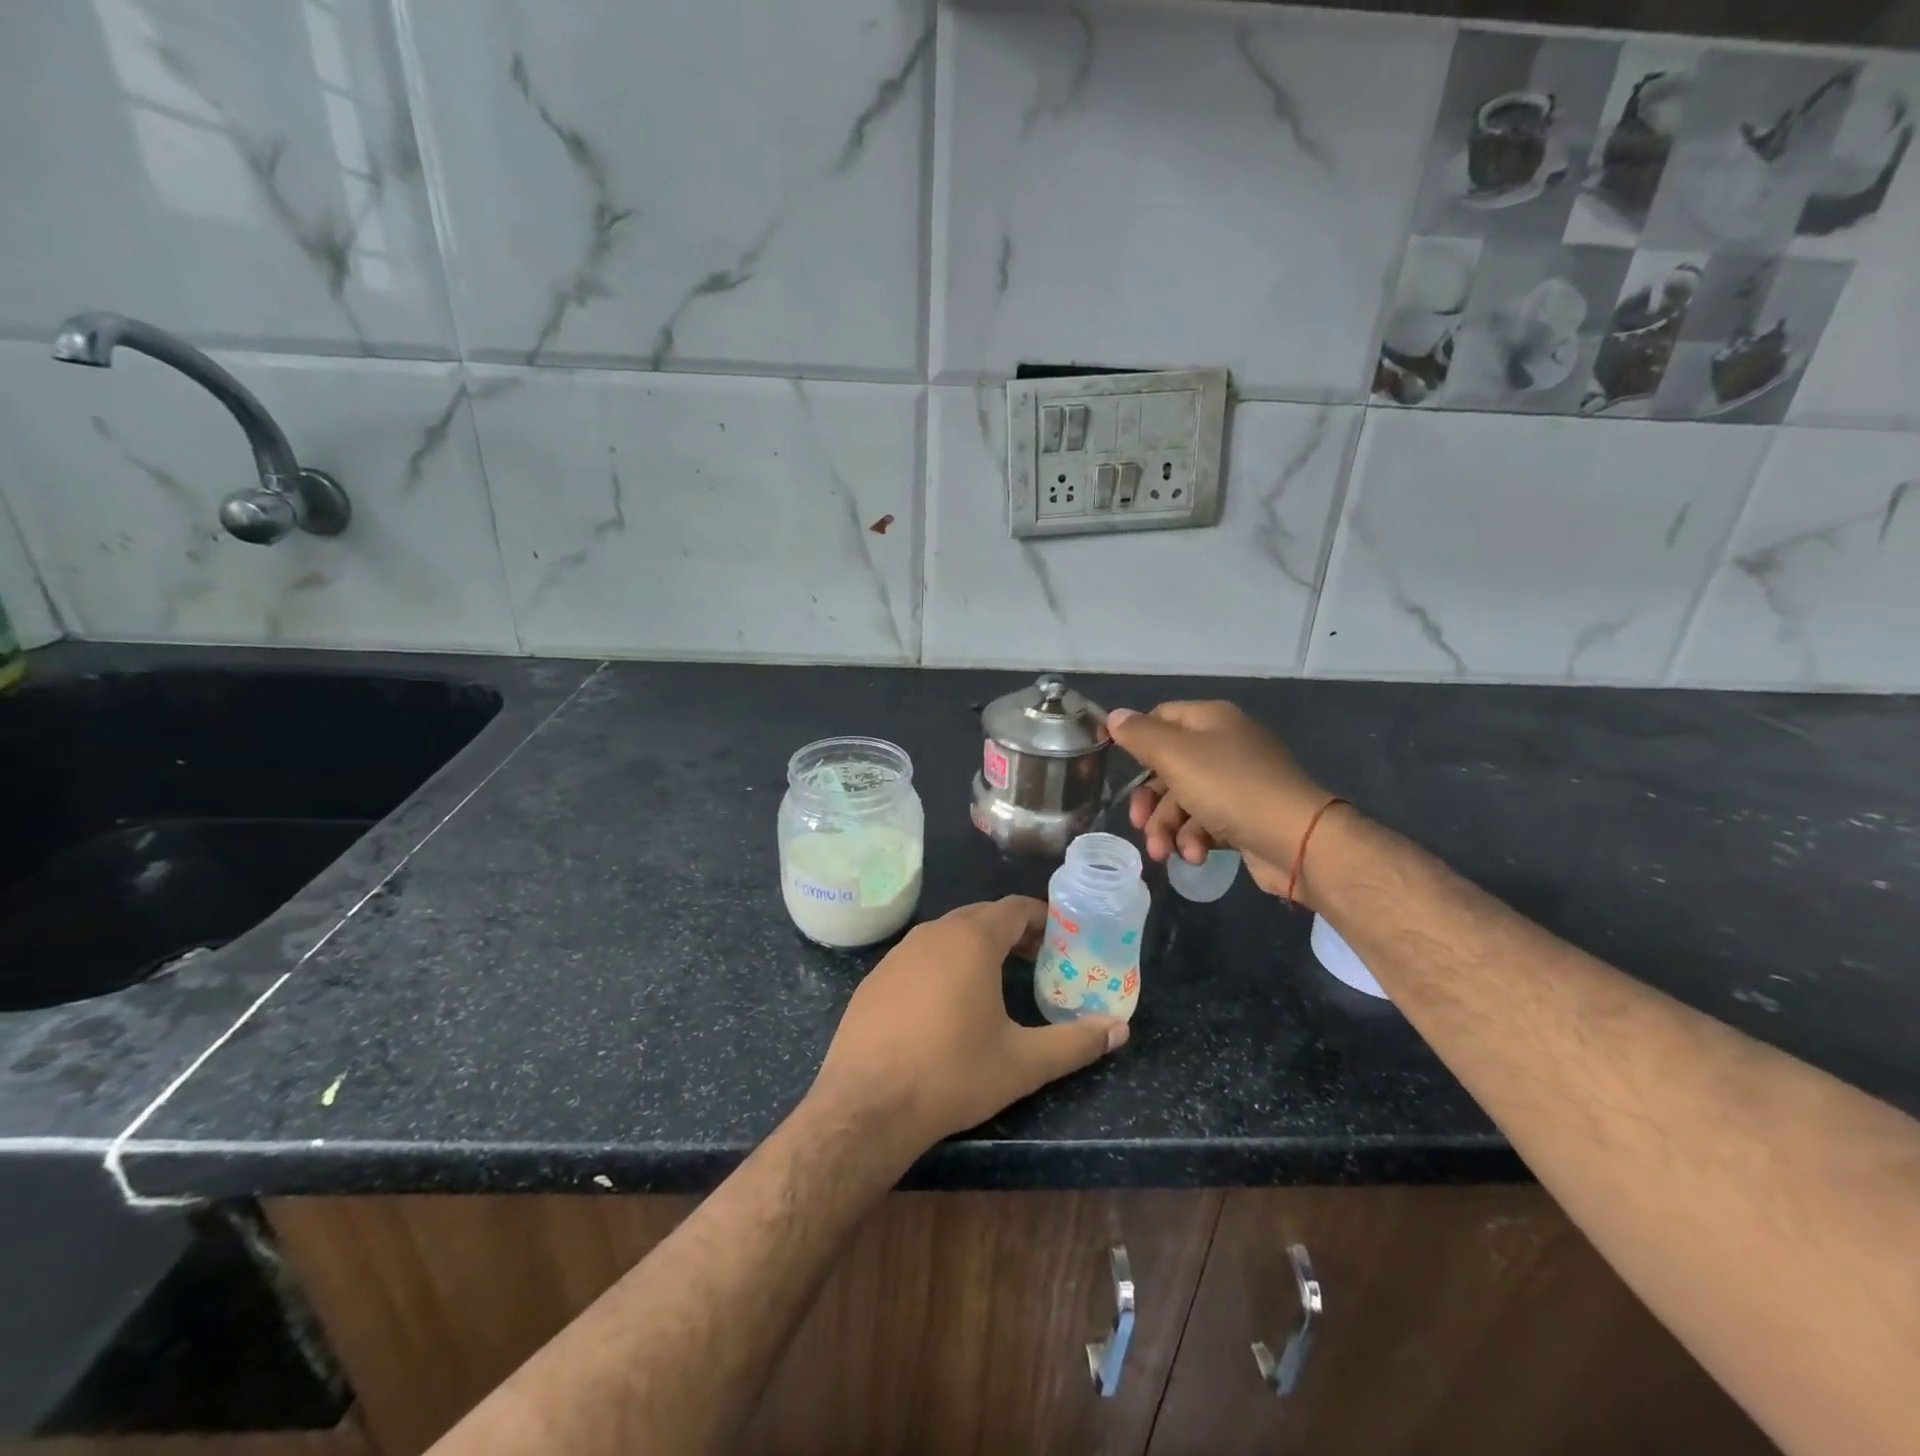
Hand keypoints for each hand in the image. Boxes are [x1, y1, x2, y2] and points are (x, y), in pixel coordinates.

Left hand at [809, 897, 1127, 1147]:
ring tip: (998, 978)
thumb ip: (1075, 1043)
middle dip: (1012, 932)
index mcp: (971, 940)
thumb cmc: (952, 1074)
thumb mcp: (1023, 1062)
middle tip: (1038, 959)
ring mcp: (898, 954)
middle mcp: (933, 934)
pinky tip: (948, 1003)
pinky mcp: (876, 978)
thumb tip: (1120, 1030)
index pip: (1014, 908)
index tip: (1061, 937)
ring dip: (977, 946)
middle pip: (981, 917)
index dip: (1041, 918)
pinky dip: (944, 964)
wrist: (866, 1105)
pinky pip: (920, 956)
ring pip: (948, 934)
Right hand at [1106, 701, 1336, 899]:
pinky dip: (1195, 839)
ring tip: (1166, 854)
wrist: (1297, 839)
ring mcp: (1237, 782)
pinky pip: (1207, 823)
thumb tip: (1115, 716)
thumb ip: (1140, 735)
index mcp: (1211, 720)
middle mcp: (1225, 745)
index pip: (1160, 718)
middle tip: (1139, 824)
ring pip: (1184, 800)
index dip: (1136, 740)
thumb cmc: (1230, 788)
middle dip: (1150, 801)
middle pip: (1168, 767)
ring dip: (1168, 828)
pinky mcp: (1245, 817)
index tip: (1116, 767)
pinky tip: (1197, 856)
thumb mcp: (1176, 756)